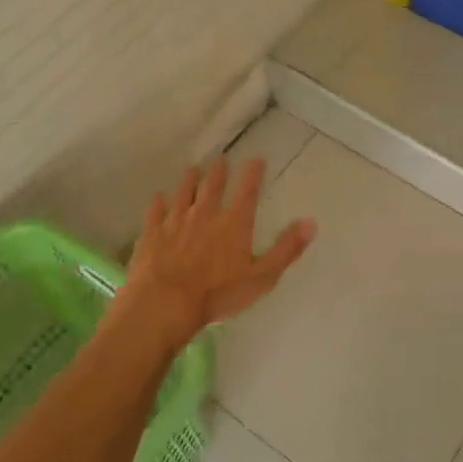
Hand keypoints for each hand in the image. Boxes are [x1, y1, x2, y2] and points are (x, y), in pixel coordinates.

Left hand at [111, 156, 315, 347]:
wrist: (164, 303)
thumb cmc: (218, 293)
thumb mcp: (262, 276)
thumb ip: (286, 248)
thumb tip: (311, 222)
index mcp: (234, 223)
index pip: (247, 191)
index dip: (252, 173)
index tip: (256, 158)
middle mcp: (205, 214)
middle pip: (212, 186)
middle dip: (218, 171)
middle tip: (220, 158)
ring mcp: (175, 222)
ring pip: (183, 193)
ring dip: (189, 180)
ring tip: (192, 168)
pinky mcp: (151, 234)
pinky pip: (155, 212)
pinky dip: (158, 202)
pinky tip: (158, 197)